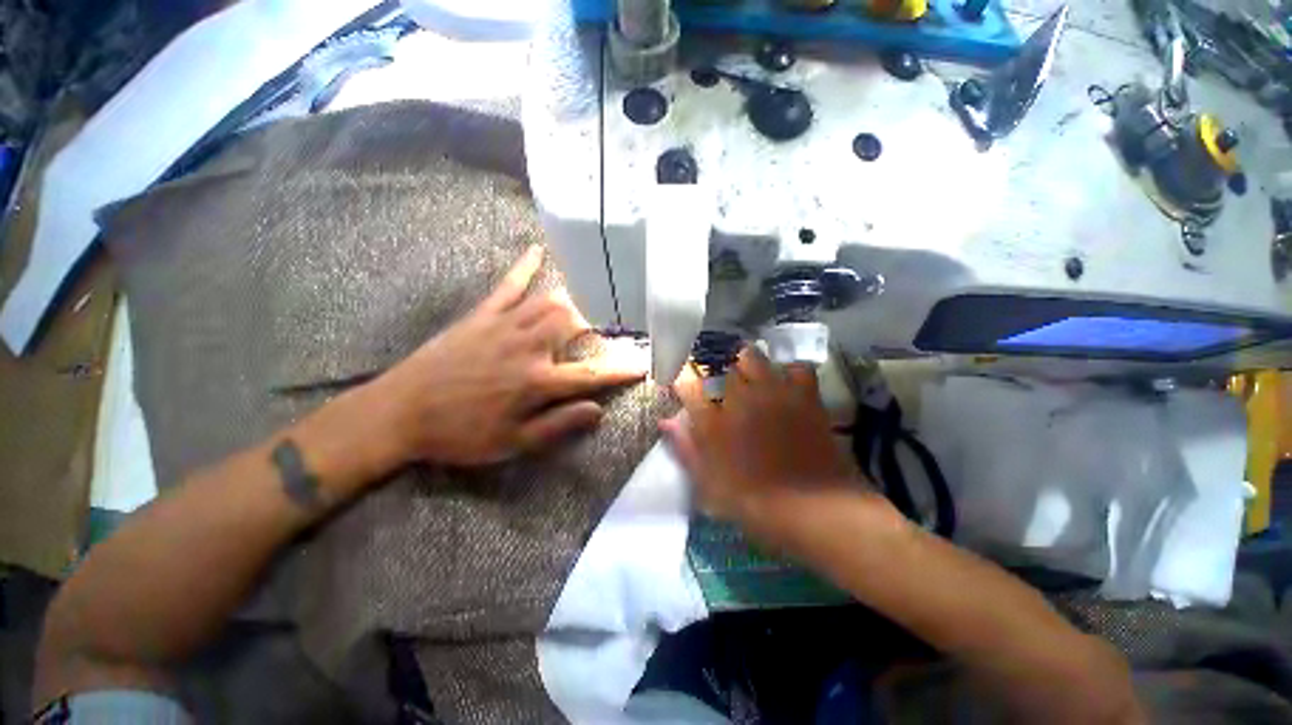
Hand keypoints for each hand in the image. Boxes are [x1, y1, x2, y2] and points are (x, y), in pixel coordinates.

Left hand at [366, 245, 646, 466]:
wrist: (399, 413)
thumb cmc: (459, 434)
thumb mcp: (512, 444)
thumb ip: (557, 425)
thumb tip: (597, 410)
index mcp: (535, 383)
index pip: (591, 375)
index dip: (620, 371)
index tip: (642, 366)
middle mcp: (526, 348)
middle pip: (573, 325)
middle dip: (596, 326)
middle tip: (606, 331)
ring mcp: (503, 327)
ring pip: (549, 302)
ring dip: (572, 303)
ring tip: (585, 306)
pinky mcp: (481, 316)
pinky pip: (507, 286)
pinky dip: (524, 267)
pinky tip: (537, 250)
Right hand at [660, 346, 873, 551]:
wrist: (813, 509)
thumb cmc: (753, 501)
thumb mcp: (709, 482)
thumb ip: (685, 448)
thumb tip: (665, 422)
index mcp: (713, 420)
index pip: (686, 384)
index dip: (681, 379)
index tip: (681, 383)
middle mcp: (739, 397)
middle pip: (720, 365)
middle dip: (715, 371)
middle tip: (719, 386)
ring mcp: (773, 392)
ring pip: (752, 356)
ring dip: (745, 364)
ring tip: (748, 378)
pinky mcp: (803, 395)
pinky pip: (795, 368)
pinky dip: (788, 372)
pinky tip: (786, 385)